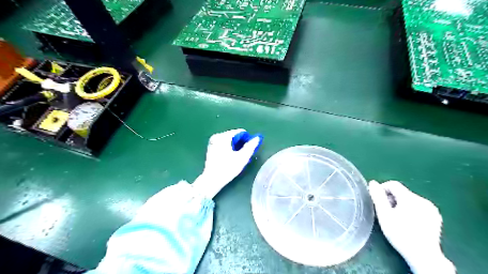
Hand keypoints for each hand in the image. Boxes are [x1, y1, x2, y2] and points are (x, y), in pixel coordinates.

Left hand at [194, 129, 263, 198]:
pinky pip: (224, 144)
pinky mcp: (211, 148)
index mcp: (224, 136)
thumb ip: (251, 146)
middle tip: (244, 154)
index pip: (240, 132)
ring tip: (238, 157)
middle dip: (241, 143)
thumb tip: (257, 138)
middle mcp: (217, 136)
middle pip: (234, 136)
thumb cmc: (228, 168)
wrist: (212, 180)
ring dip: (235, 146)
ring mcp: (213, 142)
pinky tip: (231, 158)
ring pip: (229, 140)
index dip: (247, 139)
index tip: (250, 149)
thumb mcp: (242, 157)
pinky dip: (229, 148)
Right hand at [370, 181, 453, 272]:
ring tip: (395, 218)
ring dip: (400, 205)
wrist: (423, 256)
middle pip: (402, 192)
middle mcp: (423, 200)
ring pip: (410, 200)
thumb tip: (373, 183)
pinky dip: (410, 210)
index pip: (393, 184)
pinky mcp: (436, 218)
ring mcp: (431, 209)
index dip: (382, 189)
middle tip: (385, 212)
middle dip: (391, 199)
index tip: (377, 200)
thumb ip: (378, 196)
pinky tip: (408, 223)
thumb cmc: (400, 233)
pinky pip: (418, 207)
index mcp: (410, 198)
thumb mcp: (384, 214)